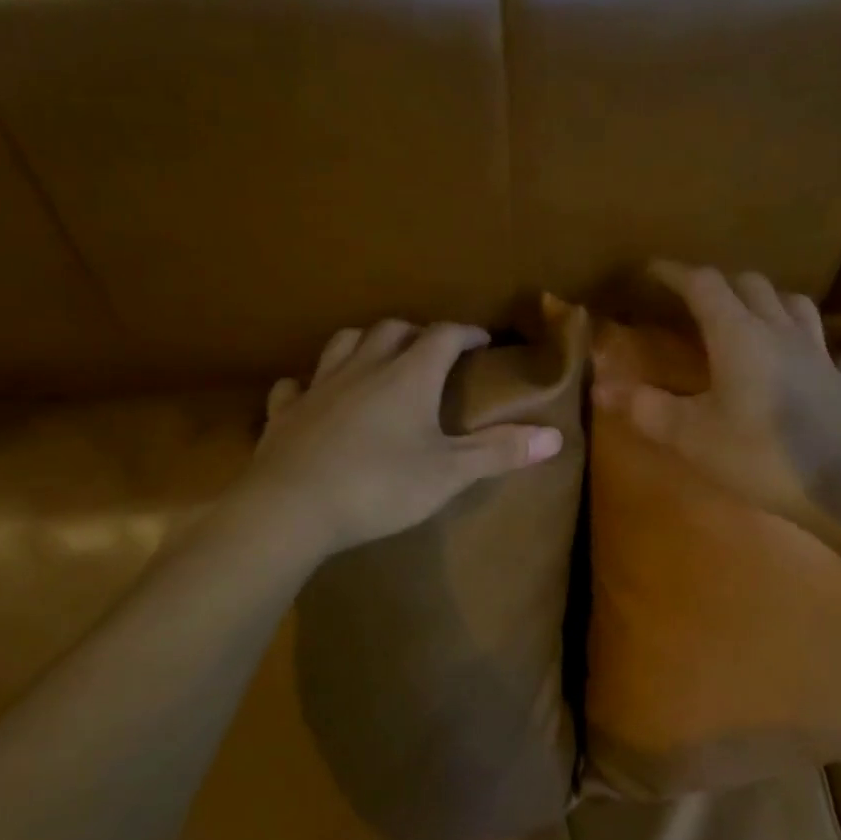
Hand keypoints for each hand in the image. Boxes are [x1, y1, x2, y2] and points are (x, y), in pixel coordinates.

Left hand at [247, 320, 563, 556]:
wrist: (292, 508)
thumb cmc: (380, 486)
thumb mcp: (449, 473)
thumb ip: (500, 452)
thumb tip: (555, 435)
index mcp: (408, 376)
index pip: (443, 336)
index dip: (465, 333)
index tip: (482, 339)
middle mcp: (364, 368)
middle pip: (392, 330)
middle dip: (417, 333)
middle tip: (432, 350)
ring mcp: (319, 386)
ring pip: (344, 344)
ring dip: (366, 342)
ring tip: (379, 357)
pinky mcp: (286, 412)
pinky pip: (296, 385)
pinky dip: (310, 382)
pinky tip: (313, 393)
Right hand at [592, 263, 840, 521]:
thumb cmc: (760, 456)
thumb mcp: (691, 436)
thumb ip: (645, 408)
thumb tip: (600, 388)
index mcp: (738, 335)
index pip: (703, 285)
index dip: (674, 273)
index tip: (651, 272)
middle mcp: (780, 330)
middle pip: (750, 285)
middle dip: (719, 284)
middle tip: (695, 300)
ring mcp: (820, 352)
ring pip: (795, 304)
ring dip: (769, 299)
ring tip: (752, 312)